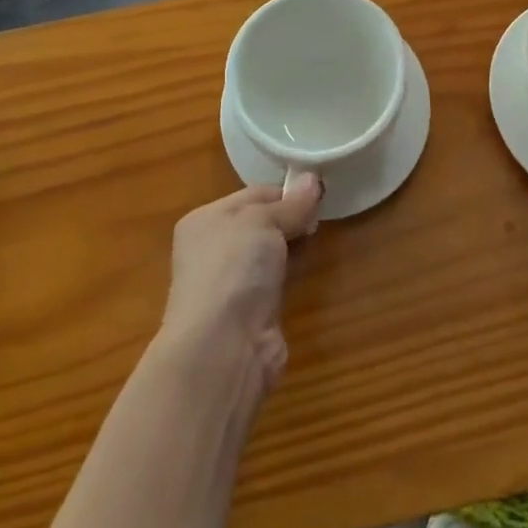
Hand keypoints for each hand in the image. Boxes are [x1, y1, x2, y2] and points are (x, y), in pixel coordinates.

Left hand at [161, 177, 323, 392]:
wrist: (223, 348)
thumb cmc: (233, 267)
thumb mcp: (263, 220)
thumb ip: (291, 204)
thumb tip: (313, 179)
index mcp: (205, 220)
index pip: (252, 195)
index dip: (284, 192)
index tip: (316, 190)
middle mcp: (213, 250)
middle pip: (260, 223)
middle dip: (290, 217)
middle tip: (322, 211)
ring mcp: (231, 285)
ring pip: (269, 253)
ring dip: (292, 244)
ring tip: (321, 232)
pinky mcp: (251, 314)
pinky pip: (276, 282)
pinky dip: (292, 273)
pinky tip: (311, 264)